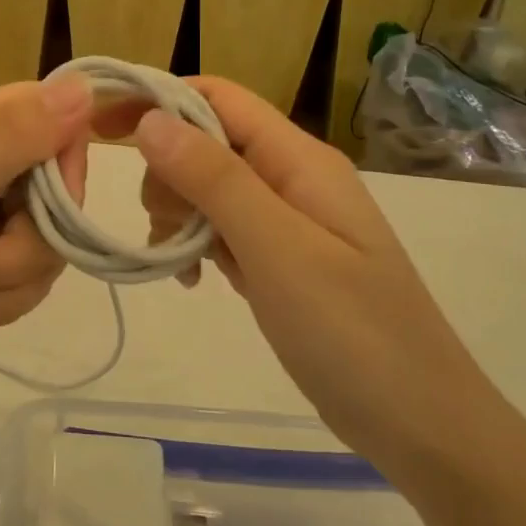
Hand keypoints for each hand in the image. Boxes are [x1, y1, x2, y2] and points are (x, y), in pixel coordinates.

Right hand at [116, 77, 500, 476]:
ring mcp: (288, 221)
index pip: (218, 99)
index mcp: (299, 160)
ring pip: (209, 189)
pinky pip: (223, 231)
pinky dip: (197, 246)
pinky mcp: (282, 260)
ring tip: (177, 262)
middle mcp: (292, 178)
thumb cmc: (353, 333)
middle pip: (207, 142)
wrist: (423, 427)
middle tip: (160, 226)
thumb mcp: (278, 250)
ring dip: (178, 214)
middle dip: (168, 172)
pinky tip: (193, 281)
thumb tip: (151, 119)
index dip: (159, 100)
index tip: (103, 127)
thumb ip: (215, 179)